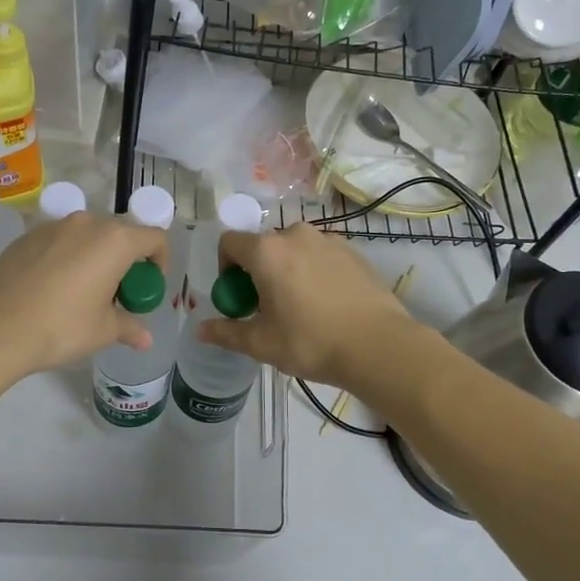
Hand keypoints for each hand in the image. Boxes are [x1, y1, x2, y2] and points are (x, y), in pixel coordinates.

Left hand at [0, 211, 169, 374]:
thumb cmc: (61, 327)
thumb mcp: (102, 331)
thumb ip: (129, 327)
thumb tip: (145, 339)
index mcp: (114, 241)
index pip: (154, 238)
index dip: (160, 260)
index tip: (149, 285)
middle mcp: (86, 223)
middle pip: (120, 234)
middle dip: (126, 261)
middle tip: (117, 293)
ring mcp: (52, 226)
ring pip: (86, 236)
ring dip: (94, 257)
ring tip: (83, 291)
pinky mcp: (26, 236)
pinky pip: (58, 241)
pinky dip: (66, 258)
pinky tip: (52, 288)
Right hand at [197, 224, 417, 389]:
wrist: (378, 345)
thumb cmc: (312, 342)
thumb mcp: (262, 343)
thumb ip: (227, 332)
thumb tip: (201, 330)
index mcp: (267, 251)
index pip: (229, 242)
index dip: (225, 267)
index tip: (238, 296)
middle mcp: (296, 235)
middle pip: (263, 246)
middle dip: (257, 271)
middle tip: (267, 307)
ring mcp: (328, 240)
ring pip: (294, 249)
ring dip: (287, 270)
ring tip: (299, 306)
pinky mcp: (353, 251)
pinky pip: (320, 255)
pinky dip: (314, 271)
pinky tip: (326, 303)